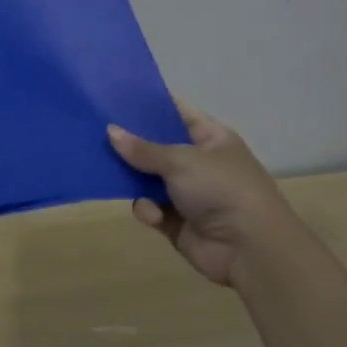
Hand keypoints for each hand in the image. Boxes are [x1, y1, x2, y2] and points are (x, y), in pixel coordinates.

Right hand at [107, 99, 298, 288]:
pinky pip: (151, 208)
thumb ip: (143, 149)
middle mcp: (199, 163)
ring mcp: (188, 193)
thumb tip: (110, 131)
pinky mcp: (177, 222)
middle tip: (98, 134)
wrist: (248, 247)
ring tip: (108, 172)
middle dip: (131, 144)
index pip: (177, 113)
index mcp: (211, 138)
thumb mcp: (181, 160)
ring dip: (133, 179)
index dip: (150, 106)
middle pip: (157, 147)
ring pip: (149, 179)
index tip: (116, 99)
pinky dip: (148, 209)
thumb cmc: (220, 188)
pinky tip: (151, 213)